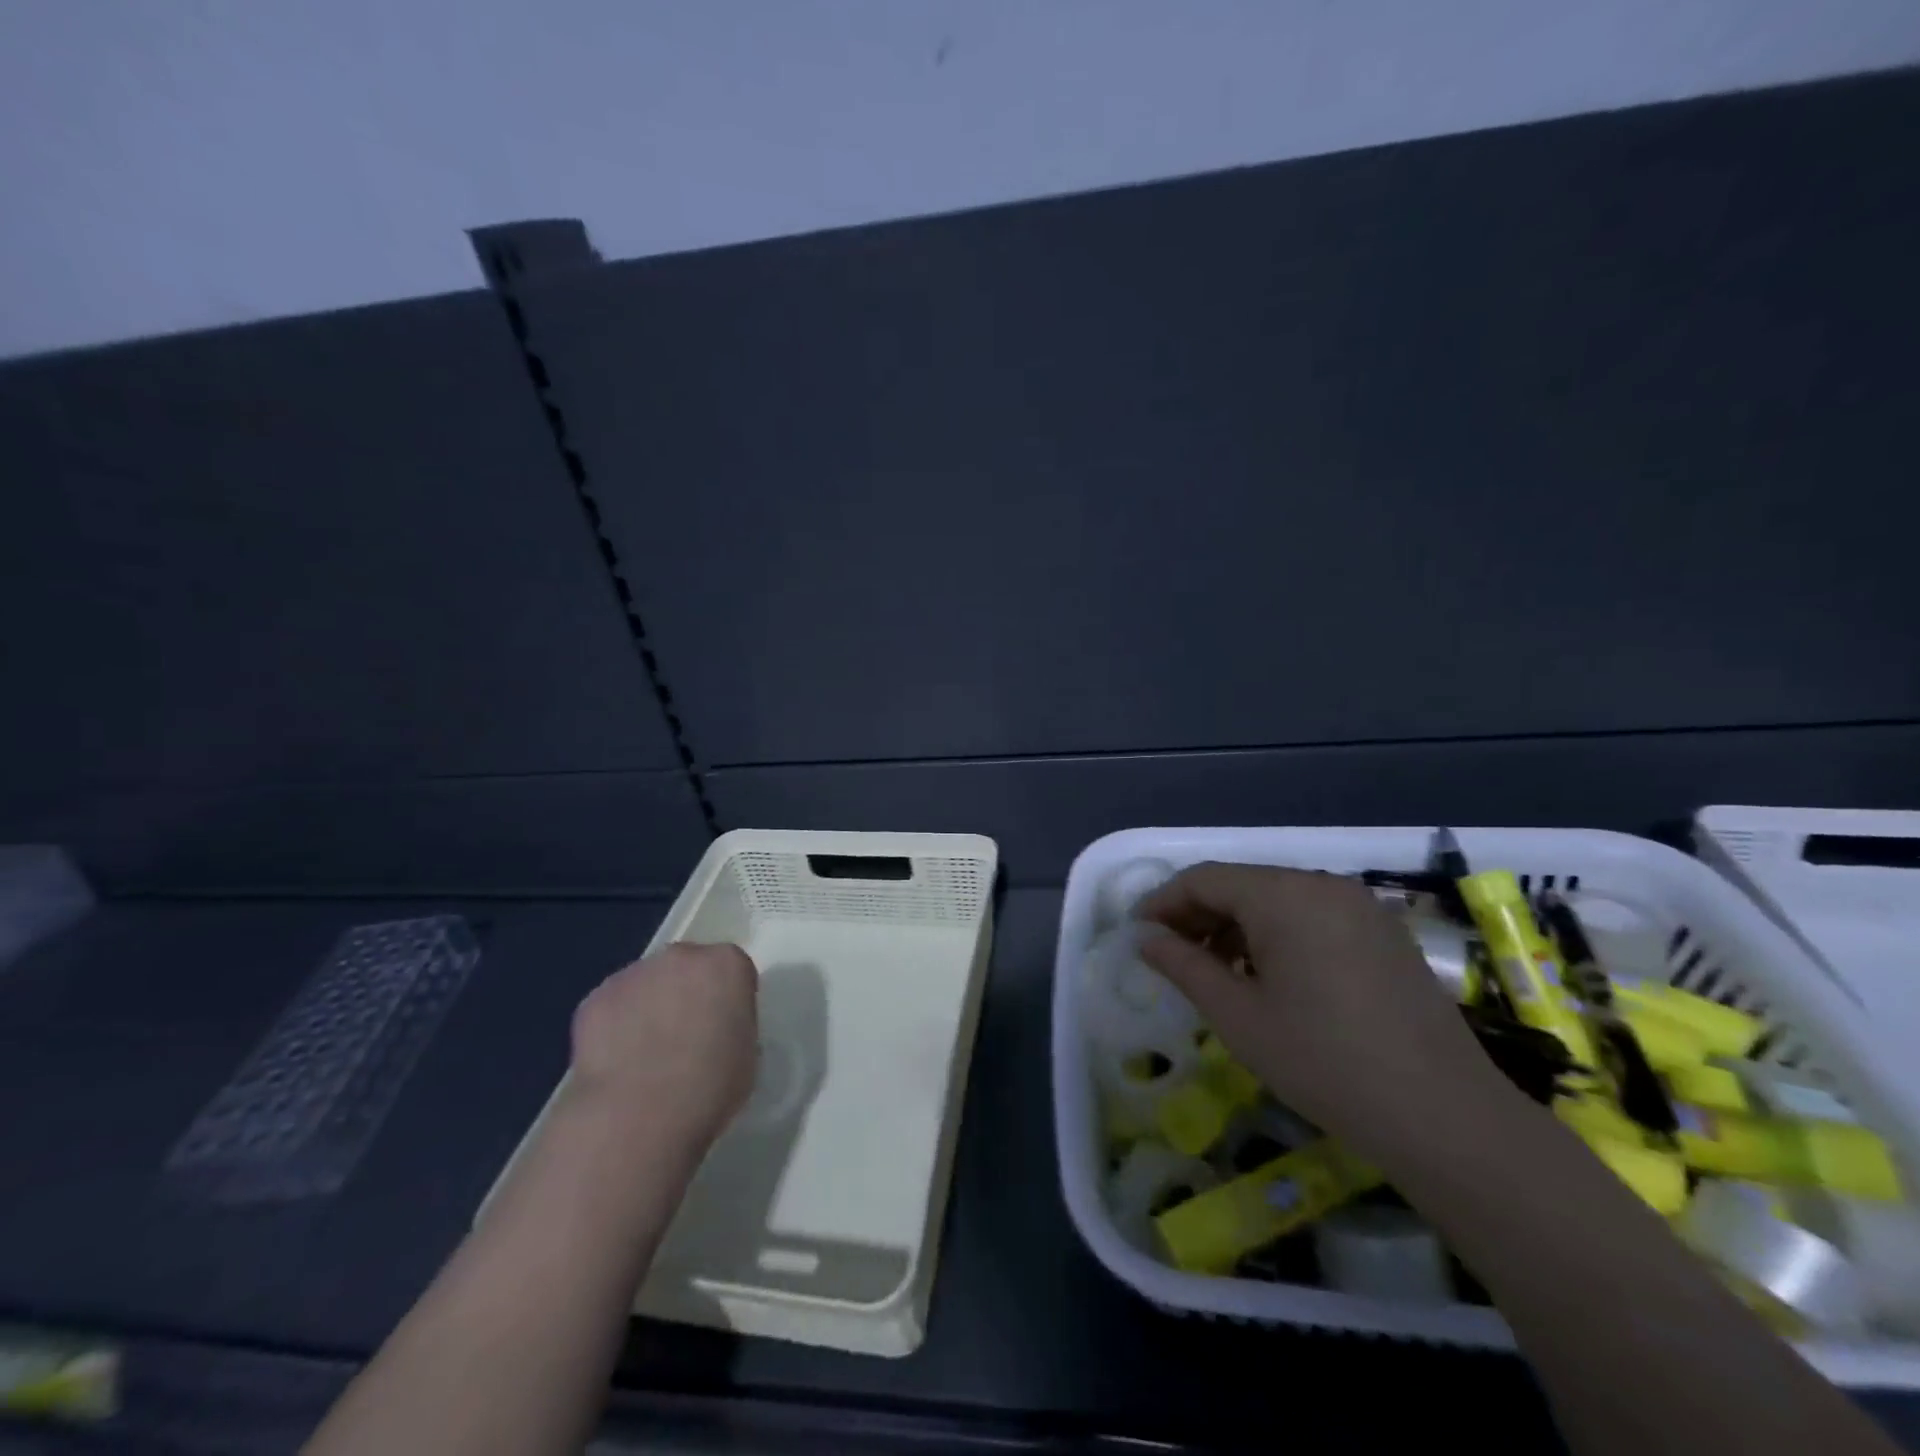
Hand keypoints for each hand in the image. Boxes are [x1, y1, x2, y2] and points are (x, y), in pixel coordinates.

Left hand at [569, 942, 759, 1146]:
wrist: (639, 1115)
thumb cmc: (709, 1087)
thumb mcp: (746, 1053)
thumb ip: (731, 1025)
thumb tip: (713, 1031)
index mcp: (727, 965)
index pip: (732, 970)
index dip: (727, 1000)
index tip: (722, 1028)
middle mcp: (682, 957)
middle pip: (687, 967)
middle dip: (685, 993)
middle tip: (683, 1037)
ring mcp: (634, 974)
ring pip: (646, 984)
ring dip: (648, 1006)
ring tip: (643, 1055)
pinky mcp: (595, 998)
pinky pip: (613, 1006)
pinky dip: (615, 1026)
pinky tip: (617, 1063)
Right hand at [1137, 864, 1515, 1163]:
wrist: (1445, 1117)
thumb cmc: (1323, 1062)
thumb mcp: (1238, 1016)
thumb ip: (1183, 965)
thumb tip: (1145, 938)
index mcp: (1284, 895)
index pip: (1204, 879)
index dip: (1163, 903)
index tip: (1138, 936)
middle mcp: (1323, 885)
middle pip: (1242, 885)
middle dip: (1199, 916)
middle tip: (1170, 957)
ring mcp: (1360, 908)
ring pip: (1277, 901)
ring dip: (1237, 928)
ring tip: (1217, 975)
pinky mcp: (1383, 934)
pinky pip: (1312, 918)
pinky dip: (1277, 937)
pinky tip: (1269, 980)